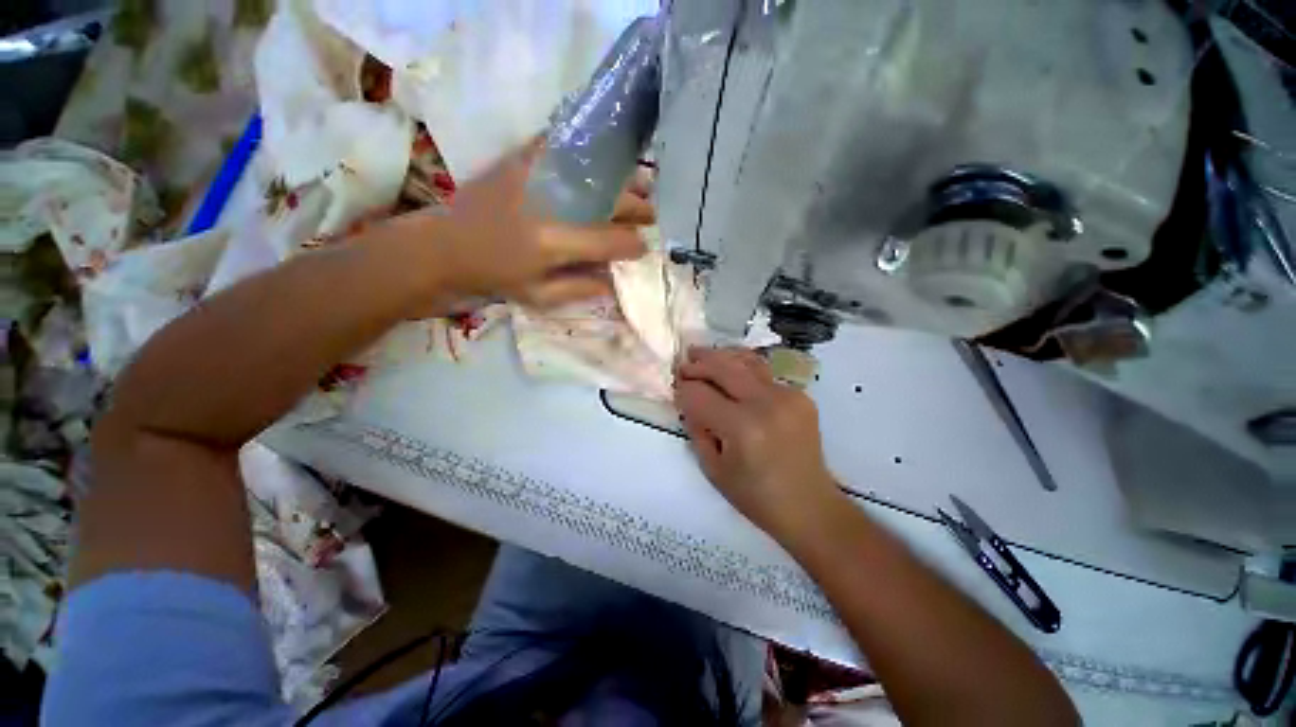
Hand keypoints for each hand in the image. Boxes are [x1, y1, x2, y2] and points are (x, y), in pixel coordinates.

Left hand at [410, 140, 648, 307]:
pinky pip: (565, 147)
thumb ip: (582, 288)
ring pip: (595, 171)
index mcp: (554, 242)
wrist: (444, 245)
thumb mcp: (540, 296)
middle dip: (638, 209)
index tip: (642, 248)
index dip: (633, 245)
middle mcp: (550, 202)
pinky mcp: (521, 158)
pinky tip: (605, 164)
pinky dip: (590, 155)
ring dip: (624, 181)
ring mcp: (535, 173)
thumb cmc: (494, 277)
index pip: (611, 240)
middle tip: (652, 215)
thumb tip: (616, 281)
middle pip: (609, 200)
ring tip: (643, 186)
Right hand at [674, 347, 843, 541]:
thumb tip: (689, 401)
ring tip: (702, 354)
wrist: (809, 505)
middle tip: (683, 363)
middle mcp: (767, 403)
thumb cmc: (756, 496)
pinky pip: (764, 372)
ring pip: (745, 361)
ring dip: (720, 356)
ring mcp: (788, 395)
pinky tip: (730, 370)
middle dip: (698, 364)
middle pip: (723, 368)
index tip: (675, 389)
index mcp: (743, 427)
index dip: (683, 390)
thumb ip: (696, 429)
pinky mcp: (800, 395)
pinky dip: (742, 367)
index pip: (700, 395)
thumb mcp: (713, 469)